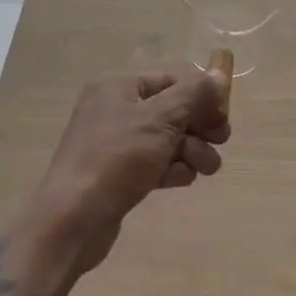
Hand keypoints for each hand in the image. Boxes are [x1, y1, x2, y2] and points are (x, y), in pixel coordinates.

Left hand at [24, 68, 231, 276]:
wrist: (71, 221)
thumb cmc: (116, 158)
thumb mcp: (160, 119)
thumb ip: (193, 95)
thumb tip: (219, 74)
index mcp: (118, 88)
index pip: (169, 81)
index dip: (199, 95)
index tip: (223, 116)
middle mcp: (113, 110)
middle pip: (168, 110)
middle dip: (198, 126)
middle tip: (222, 141)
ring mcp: (112, 145)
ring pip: (163, 140)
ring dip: (190, 150)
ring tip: (207, 168)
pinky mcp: (114, 177)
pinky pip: (151, 164)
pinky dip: (171, 169)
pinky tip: (184, 180)